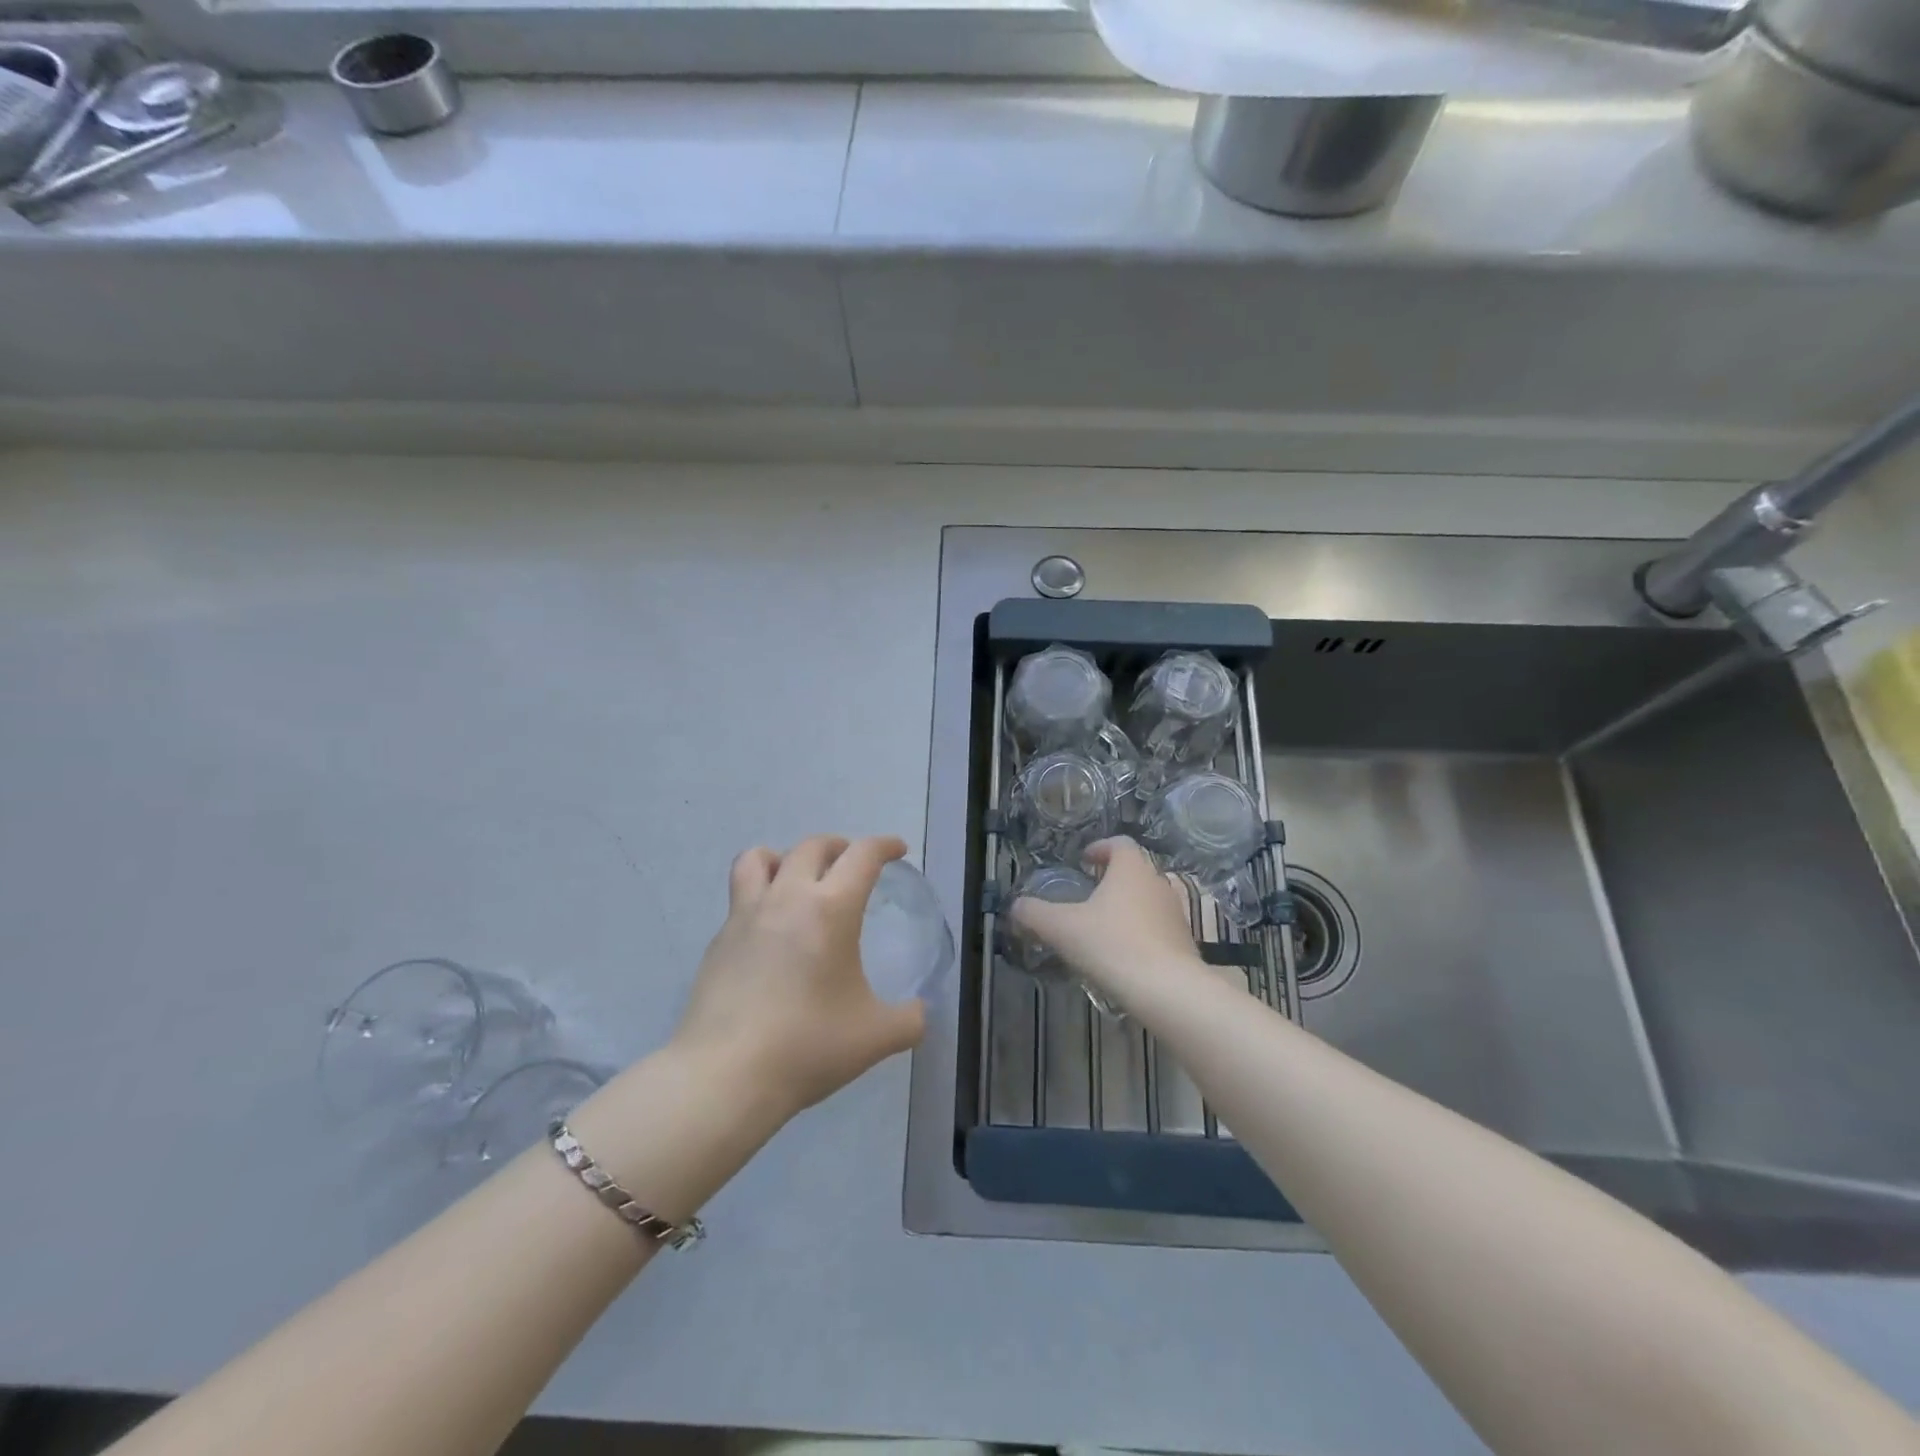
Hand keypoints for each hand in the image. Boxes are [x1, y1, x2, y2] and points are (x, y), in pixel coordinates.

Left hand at [670, 835, 926, 1116]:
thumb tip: (919, 1012)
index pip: (862, 855)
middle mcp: (787, 898)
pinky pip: (741, 897)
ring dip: (785, 856)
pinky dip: (760, 896)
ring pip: (759, 858)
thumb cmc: (808, 1046)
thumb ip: (909, 1020)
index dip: (884, 845)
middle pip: (812, 846)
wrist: (725, 1076)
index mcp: (831, 909)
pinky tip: (771, 931)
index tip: (896, 850)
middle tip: (853, 863)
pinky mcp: (719, 940)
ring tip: (798, 877)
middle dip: (839, 846)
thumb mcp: (876, 1038)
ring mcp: (745, 916)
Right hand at [1011, 837, 1200, 1000]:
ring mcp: (1175, 912)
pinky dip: (1141, 931)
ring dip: (1127, 905)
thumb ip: (1034, 914)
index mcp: (1131, 868)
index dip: (1099, 848)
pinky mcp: (1185, 941)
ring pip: (1148, 898)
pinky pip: (1158, 925)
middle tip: (1088, 894)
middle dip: (1112, 878)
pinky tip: (1124, 954)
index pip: (1119, 843)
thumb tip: (1015, 906)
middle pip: (1135, 870)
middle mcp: (1157, 882)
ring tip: (1103, 926)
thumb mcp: (1062, 929)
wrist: (1168, 990)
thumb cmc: (1113, 945)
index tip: (1083, 861)